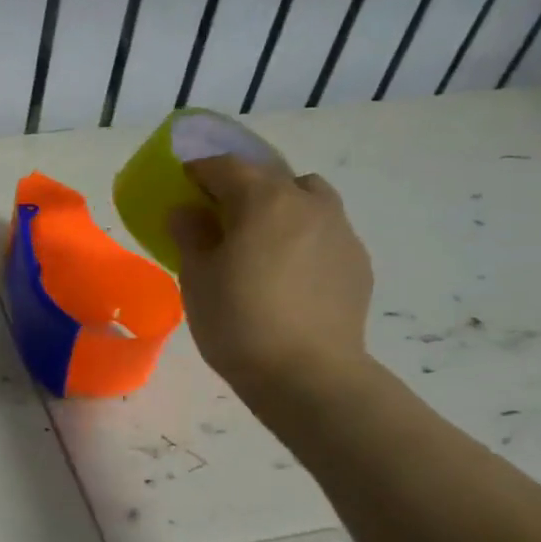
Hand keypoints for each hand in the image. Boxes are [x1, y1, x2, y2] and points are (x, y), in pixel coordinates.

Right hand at [169, 155, 373, 404]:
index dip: (200, 170)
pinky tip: (287, 272)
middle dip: (242, 187)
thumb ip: (190, 235)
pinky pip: (324, 231)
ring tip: (261, 240)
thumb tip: (187, 212)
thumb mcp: (197, 278)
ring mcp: (340, 231)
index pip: (226, 167)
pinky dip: (301, 236)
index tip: (183, 182)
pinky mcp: (357, 261)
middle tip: (218, 214)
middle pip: (271, 177)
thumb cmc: (238, 321)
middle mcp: (308, 204)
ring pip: (307, 199)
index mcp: (264, 201)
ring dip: (280, 206)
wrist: (308, 374)